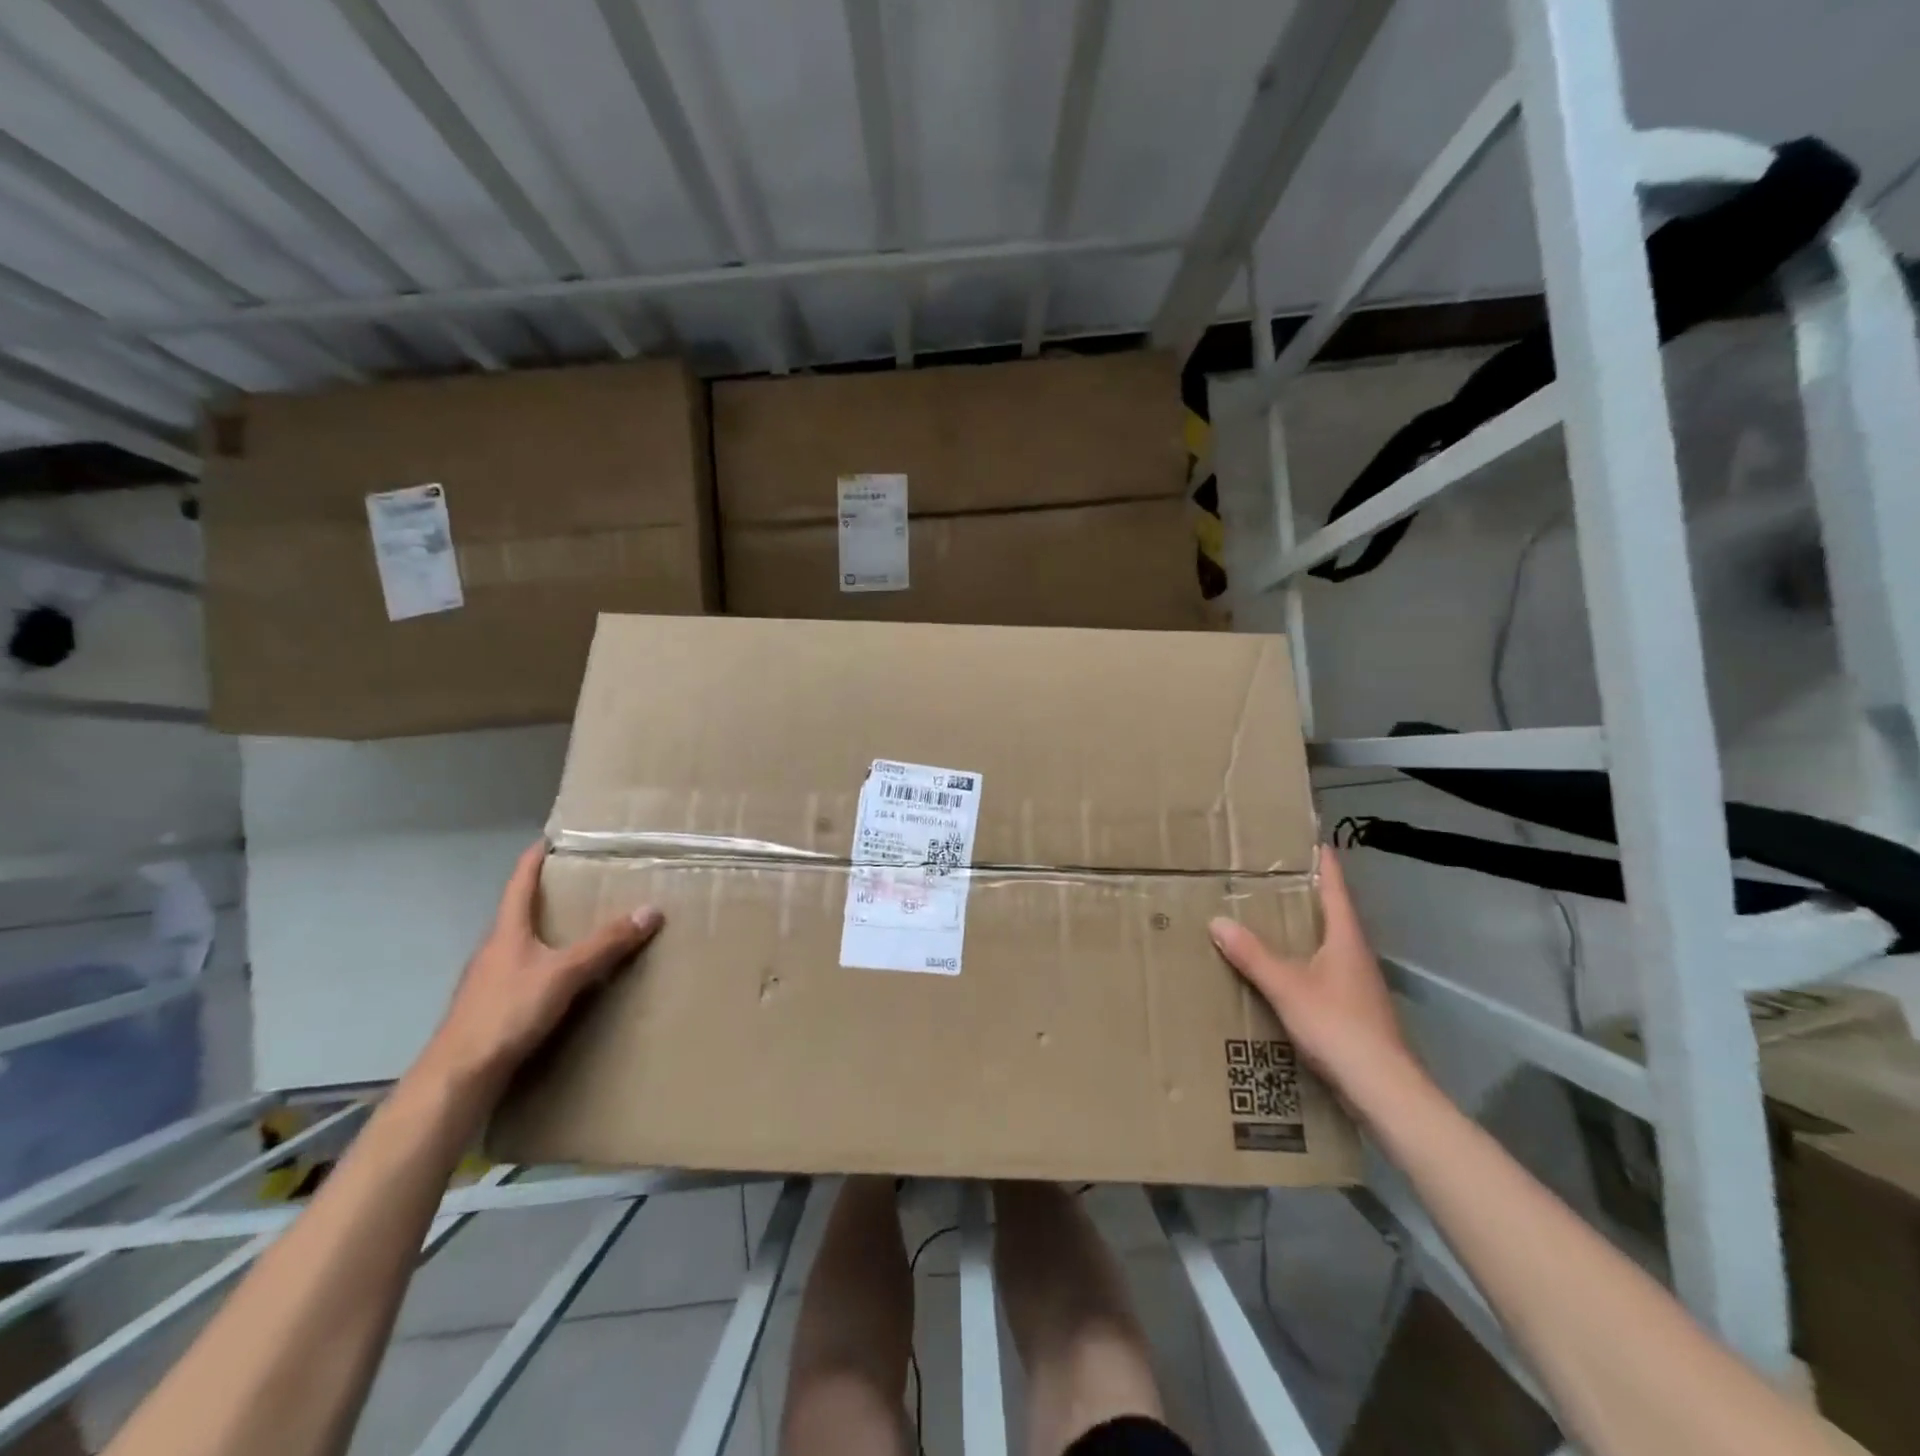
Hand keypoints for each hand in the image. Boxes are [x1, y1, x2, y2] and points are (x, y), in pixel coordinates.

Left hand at [418, 842, 662, 1097]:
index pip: (520, 881)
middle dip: (549, 895)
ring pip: (521, 943)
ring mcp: (488, 979)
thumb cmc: (508, 1011)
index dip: (535, 857)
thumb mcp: (565, 973)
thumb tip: (651, 910)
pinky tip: (563, 980)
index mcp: (506, 930)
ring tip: (581, 930)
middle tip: (585, 884)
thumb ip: (607, 943)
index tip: (553, 838)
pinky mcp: (491, 1007)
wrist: (458, 1076)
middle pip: (520, 911)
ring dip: (547, 932)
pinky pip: (523, 972)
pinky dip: (544, 964)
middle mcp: (494, 948)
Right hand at [1209, 848, 1420, 1112]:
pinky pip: (1325, 972)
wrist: (1384, 1090)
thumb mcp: (1287, 987)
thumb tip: (1217, 920)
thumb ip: (1253, 955)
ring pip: (1329, 945)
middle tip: (1272, 879)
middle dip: (1307, 896)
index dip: (1323, 864)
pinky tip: (1283, 973)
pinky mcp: (1355, 1011)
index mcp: (1346, 939)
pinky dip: (1304, 961)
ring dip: (1305, 930)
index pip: (1335, 889)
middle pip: (1333, 915)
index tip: (1310, 841)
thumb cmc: (1339, 1026)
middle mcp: (1356, 955)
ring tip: (1270, 921)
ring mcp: (1359, 985)